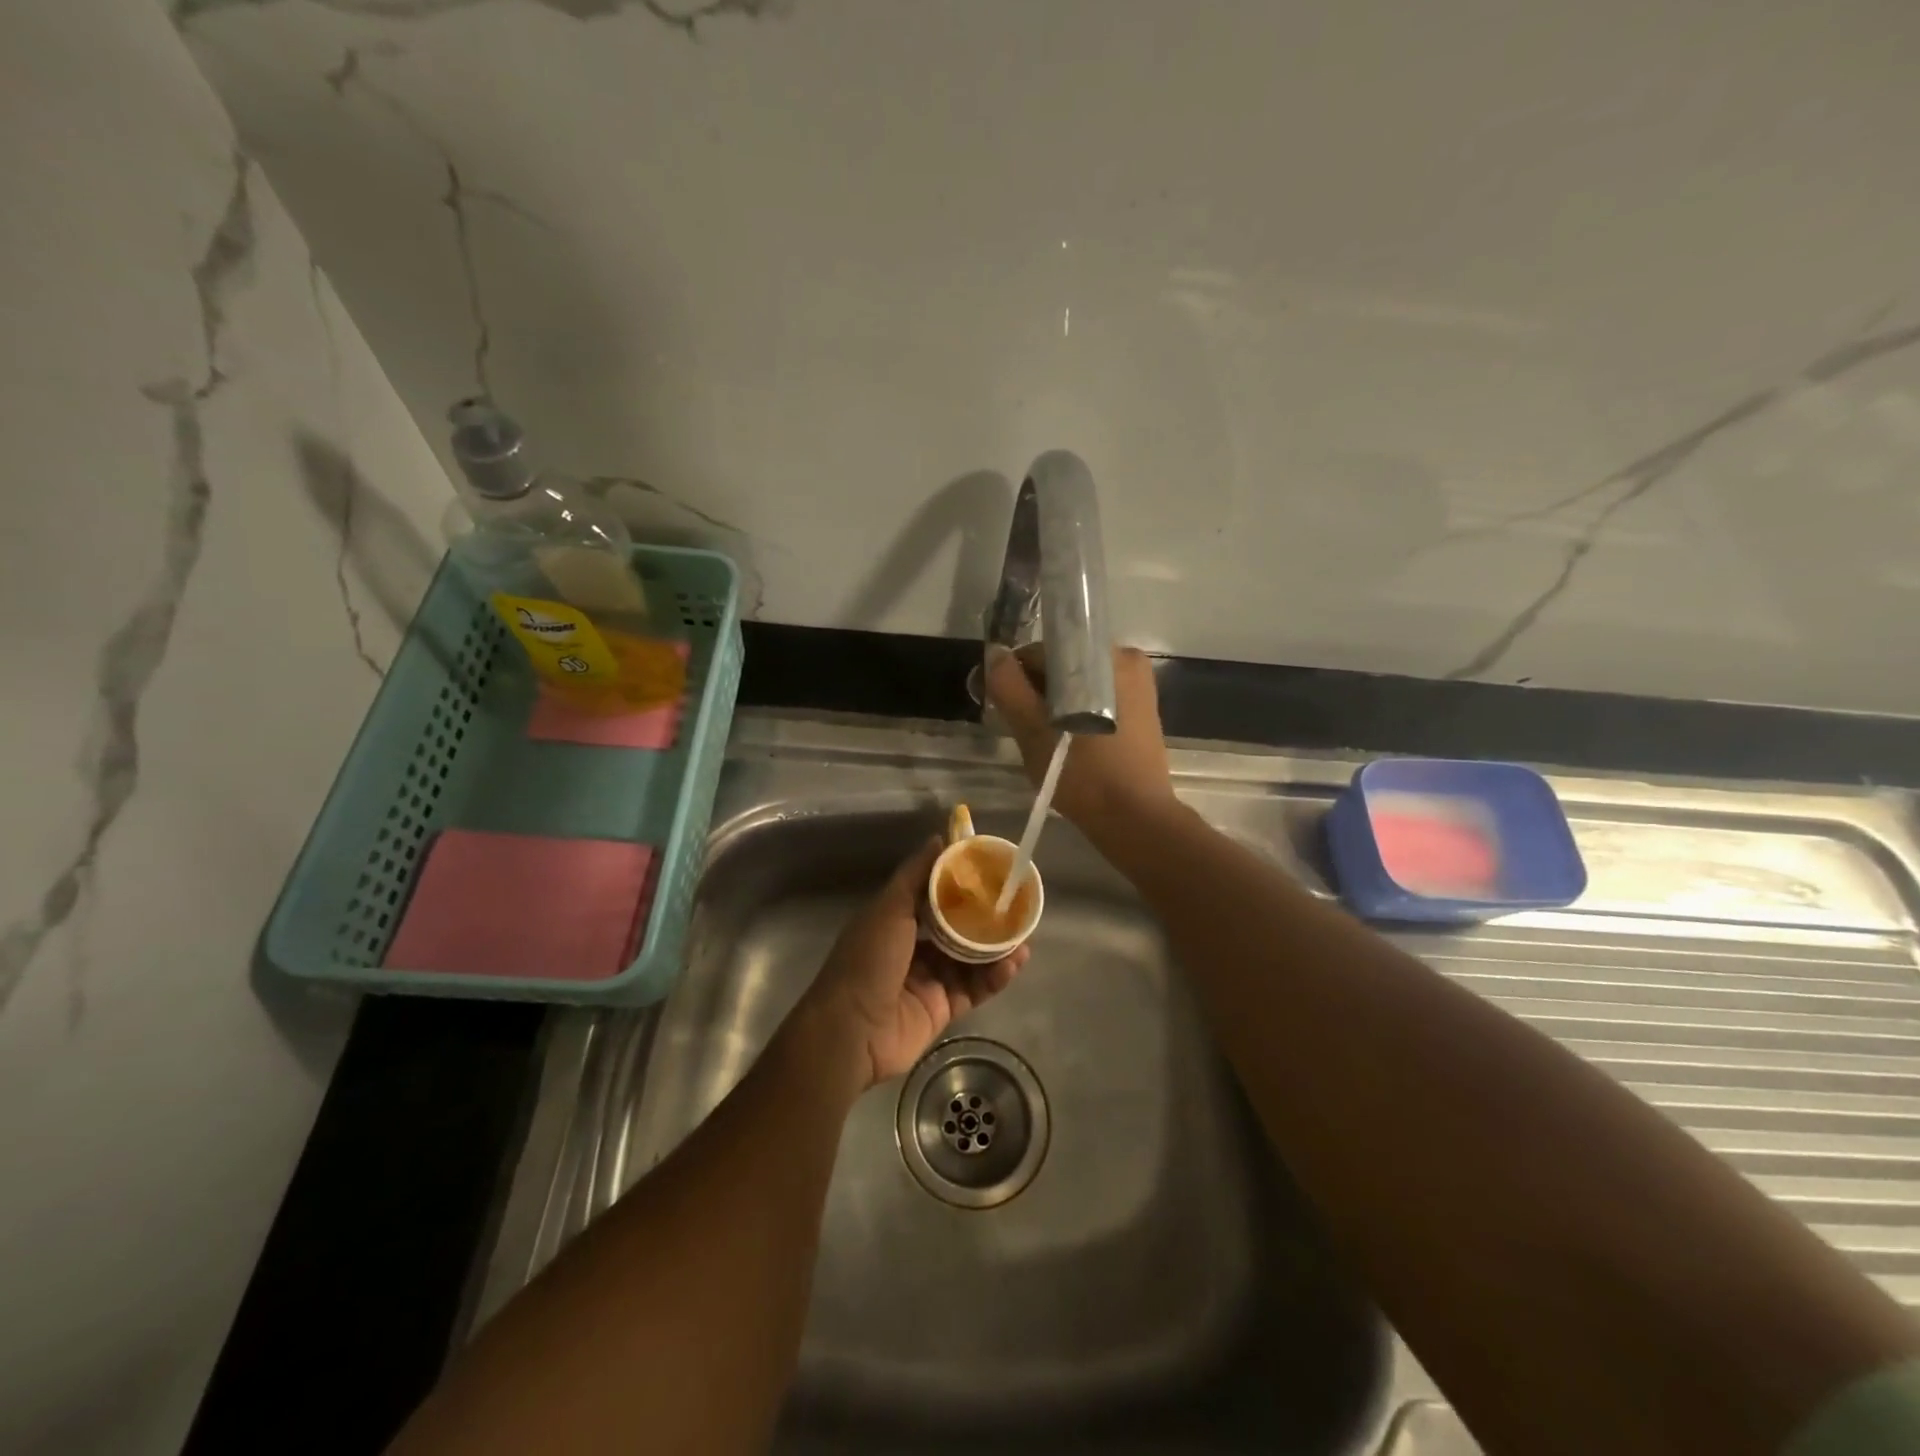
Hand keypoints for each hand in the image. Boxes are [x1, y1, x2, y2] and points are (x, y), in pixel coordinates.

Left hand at [796, 838, 1028, 1091]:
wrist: (853, 1030)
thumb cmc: (868, 959)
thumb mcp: (889, 908)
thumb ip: (916, 875)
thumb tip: (940, 838)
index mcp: (895, 921)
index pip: (933, 896)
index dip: (960, 883)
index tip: (989, 870)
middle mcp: (913, 948)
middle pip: (957, 928)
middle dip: (985, 918)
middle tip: (1014, 905)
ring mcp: (929, 980)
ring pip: (970, 959)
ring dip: (996, 948)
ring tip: (1023, 935)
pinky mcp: (943, 1009)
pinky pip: (975, 988)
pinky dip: (995, 976)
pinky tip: (1014, 962)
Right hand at [984, 644, 1175, 835]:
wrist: (1135, 819)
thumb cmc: (1084, 774)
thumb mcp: (1034, 731)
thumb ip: (1010, 687)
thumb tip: (994, 653)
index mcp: (1104, 656)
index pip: (1042, 651)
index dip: (1016, 677)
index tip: (1005, 708)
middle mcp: (1126, 660)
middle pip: (1062, 666)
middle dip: (1038, 692)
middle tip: (1024, 729)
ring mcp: (1138, 685)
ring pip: (1078, 684)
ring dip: (1056, 704)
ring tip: (1046, 739)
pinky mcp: (1142, 709)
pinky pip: (1097, 698)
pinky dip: (1077, 712)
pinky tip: (1070, 742)